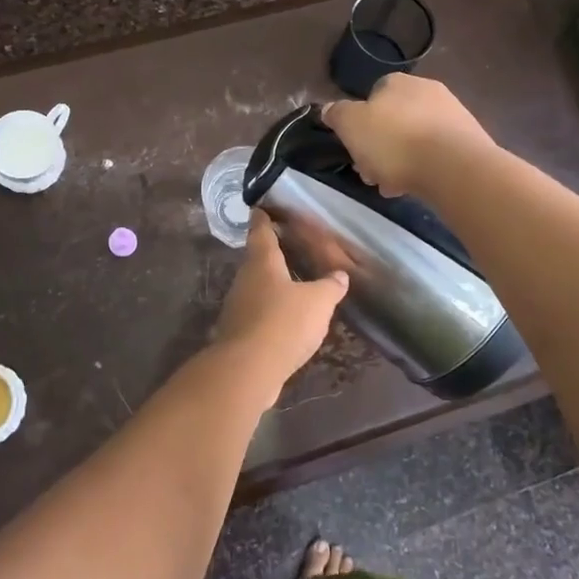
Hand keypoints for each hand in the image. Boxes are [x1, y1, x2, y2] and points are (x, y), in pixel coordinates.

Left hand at [211, 212, 348, 390]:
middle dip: (272, 254)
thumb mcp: (318, 302)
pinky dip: (272, 312)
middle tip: (291, 247)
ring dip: (273, 285)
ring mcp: (238, 307)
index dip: (263, 218)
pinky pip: (258, 314)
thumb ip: (330, 286)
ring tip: (295, 284)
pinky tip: (288, 321)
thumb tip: (340, 275)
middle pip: (257, 260)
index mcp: (262, 262)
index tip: (262, 207)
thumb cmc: (282, 323)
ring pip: (257, 288)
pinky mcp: (239, 333)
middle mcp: (245, 279)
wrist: (248, 370)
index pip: (260, 231)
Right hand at [321, 74, 495, 196]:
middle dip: (380, 146)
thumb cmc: (394, 141)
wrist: (453, 166)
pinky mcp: (469, 141)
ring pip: (415, 138)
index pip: (373, 95)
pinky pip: (436, 153)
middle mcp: (428, 91)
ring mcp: (452, 115)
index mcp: (397, 82)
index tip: (355, 146)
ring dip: (400, 160)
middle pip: (394, 120)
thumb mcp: (350, 125)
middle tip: (371, 172)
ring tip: (392, 186)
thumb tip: (329, 108)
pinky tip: (415, 186)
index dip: (360, 122)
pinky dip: (424, 168)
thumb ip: (337, 114)